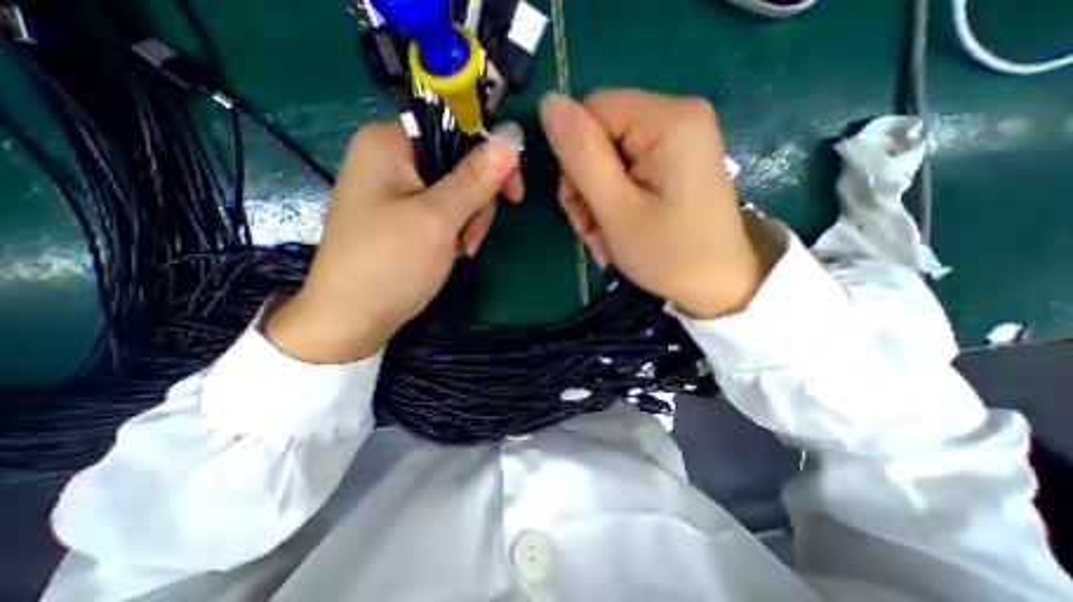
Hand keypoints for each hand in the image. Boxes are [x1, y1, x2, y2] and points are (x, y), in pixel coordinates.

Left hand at [263, 120, 524, 359]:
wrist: (353, 319)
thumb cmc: (390, 265)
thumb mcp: (438, 220)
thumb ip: (476, 179)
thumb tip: (513, 137)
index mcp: (390, 143)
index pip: (458, 128)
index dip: (492, 158)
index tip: (513, 194)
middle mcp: (391, 157)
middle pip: (460, 164)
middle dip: (477, 203)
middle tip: (471, 238)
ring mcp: (396, 188)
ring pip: (457, 191)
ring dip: (469, 221)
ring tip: (461, 251)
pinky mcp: (403, 213)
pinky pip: (444, 209)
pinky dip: (456, 230)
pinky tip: (453, 252)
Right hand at [541, 90, 776, 319]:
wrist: (717, 285)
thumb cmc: (668, 253)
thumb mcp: (617, 209)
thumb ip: (582, 156)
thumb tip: (548, 103)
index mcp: (668, 120)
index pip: (593, 110)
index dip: (576, 155)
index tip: (580, 202)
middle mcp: (676, 118)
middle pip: (600, 135)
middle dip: (585, 185)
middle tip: (590, 227)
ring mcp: (677, 142)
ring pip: (608, 158)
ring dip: (595, 199)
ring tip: (603, 236)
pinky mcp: (674, 163)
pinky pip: (625, 171)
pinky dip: (613, 202)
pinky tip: (616, 230)